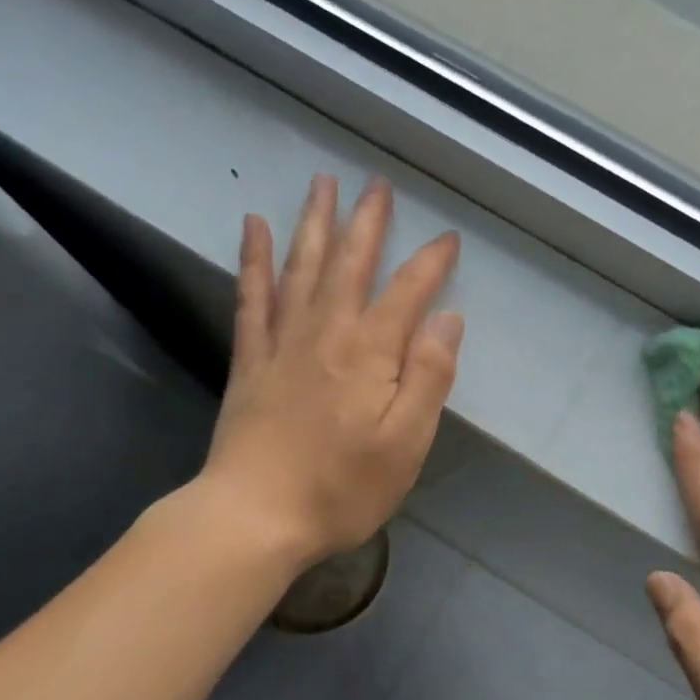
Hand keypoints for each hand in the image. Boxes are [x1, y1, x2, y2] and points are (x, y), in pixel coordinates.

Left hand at [200, 174, 462, 565]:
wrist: (254, 517)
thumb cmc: (341, 487)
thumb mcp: (406, 443)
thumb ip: (428, 376)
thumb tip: (447, 318)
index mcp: (370, 351)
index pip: (408, 291)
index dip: (431, 262)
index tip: (448, 238)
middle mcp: (326, 331)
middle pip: (350, 262)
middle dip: (367, 221)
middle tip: (377, 184)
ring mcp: (282, 341)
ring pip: (301, 266)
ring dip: (314, 222)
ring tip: (322, 183)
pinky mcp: (250, 358)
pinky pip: (251, 296)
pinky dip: (254, 259)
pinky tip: (254, 226)